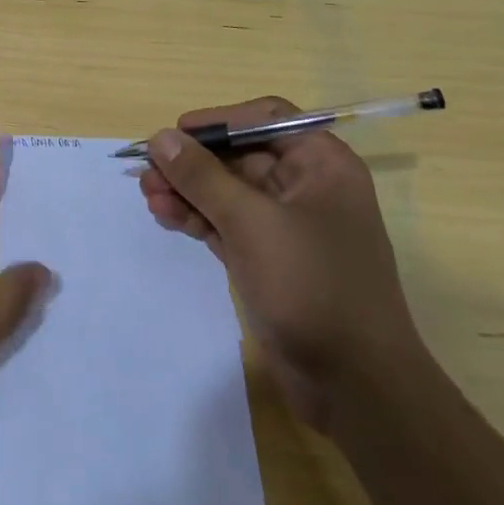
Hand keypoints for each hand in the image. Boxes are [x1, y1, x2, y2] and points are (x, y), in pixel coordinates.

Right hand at [137, 98, 421, 429]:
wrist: (356, 386)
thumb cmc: (312, 286)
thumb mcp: (251, 222)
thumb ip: (202, 176)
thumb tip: (161, 137)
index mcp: (321, 165)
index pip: (265, 118)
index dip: (219, 121)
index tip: (176, 135)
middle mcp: (306, 187)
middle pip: (239, 155)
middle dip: (192, 162)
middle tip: (147, 172)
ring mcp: (287, 226)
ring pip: (227, 191)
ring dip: (187, 190)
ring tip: (147, 196)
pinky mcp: (269, 258)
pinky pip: (226, 223)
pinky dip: (197, 217)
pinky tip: (165, 217)